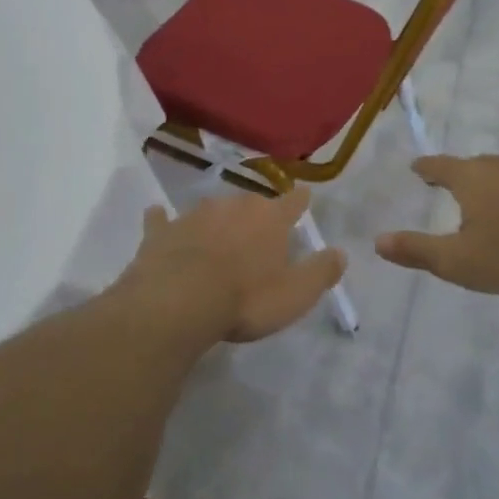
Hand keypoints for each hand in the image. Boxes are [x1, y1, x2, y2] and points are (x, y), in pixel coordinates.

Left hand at [124, 188, 346, 342]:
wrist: (178, 302)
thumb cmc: (246, 299)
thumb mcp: (296, 294)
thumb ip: (320, 271)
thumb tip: (340, 252)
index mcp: (269, 219)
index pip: (292, 202)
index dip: (300, 200)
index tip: (303, 196)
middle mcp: (233, 207)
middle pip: (250, 202)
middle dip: (256, 212)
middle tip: (259, 228)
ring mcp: (194, 215)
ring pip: (211, 209)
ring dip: (216, 218)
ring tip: (219, 230)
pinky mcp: (161, 231)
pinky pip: (162, 220)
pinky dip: (163, 219)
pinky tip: (157, 215)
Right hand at [375, 153, 498, 294]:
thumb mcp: (456, 260)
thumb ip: (416, 250)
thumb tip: (377, 241)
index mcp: (471, 178)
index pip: (440, 166)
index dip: (427, 168)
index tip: (418, 167)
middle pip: (476, 165)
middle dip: (463, 174)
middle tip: (455, 184)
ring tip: (496, 199)